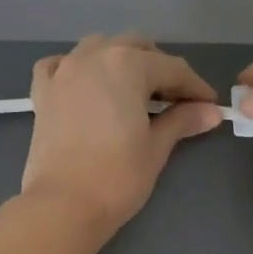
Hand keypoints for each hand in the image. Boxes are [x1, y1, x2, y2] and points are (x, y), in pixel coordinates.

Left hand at [21, 34, 221, 231]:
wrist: (63, 206)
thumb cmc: (117, 177)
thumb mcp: (156, 147)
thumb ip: (182, 121)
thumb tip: (211, 112)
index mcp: (127, 65)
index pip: (172, 69)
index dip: (195, 87)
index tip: (209, 105)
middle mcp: (93, 57)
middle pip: (135, 48)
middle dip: (159, 68)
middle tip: (174, 100)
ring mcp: (63, 72)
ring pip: (97, 48)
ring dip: (120, 61)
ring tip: (133, 91)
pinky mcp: (42, 94)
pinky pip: (59, 66)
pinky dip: (75, 69)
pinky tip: (85, 86)